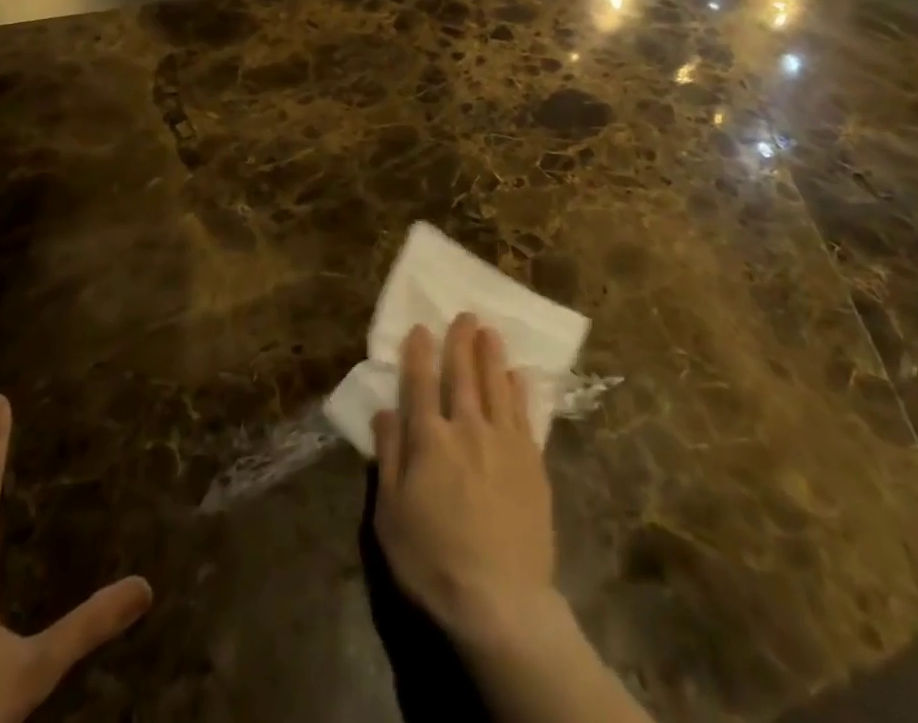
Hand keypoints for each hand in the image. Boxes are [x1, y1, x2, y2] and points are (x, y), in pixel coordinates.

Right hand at [370, 315, 557, 647]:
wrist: (500, 601)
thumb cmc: (433, 561)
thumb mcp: (390, 515)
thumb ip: (389, 457)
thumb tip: (385, 411)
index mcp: (429, 440)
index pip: (421, 383)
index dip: (419, 353)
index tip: (421, 328)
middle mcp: (467, 428)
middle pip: (463, 375)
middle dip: (461, 342)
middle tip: (465, 316)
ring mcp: (504, 442)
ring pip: (497, 386)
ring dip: (492, 355)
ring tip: (490, 332)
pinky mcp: (532, 462)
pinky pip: (525, 414)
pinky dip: (520, 390)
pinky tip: (519, 376)